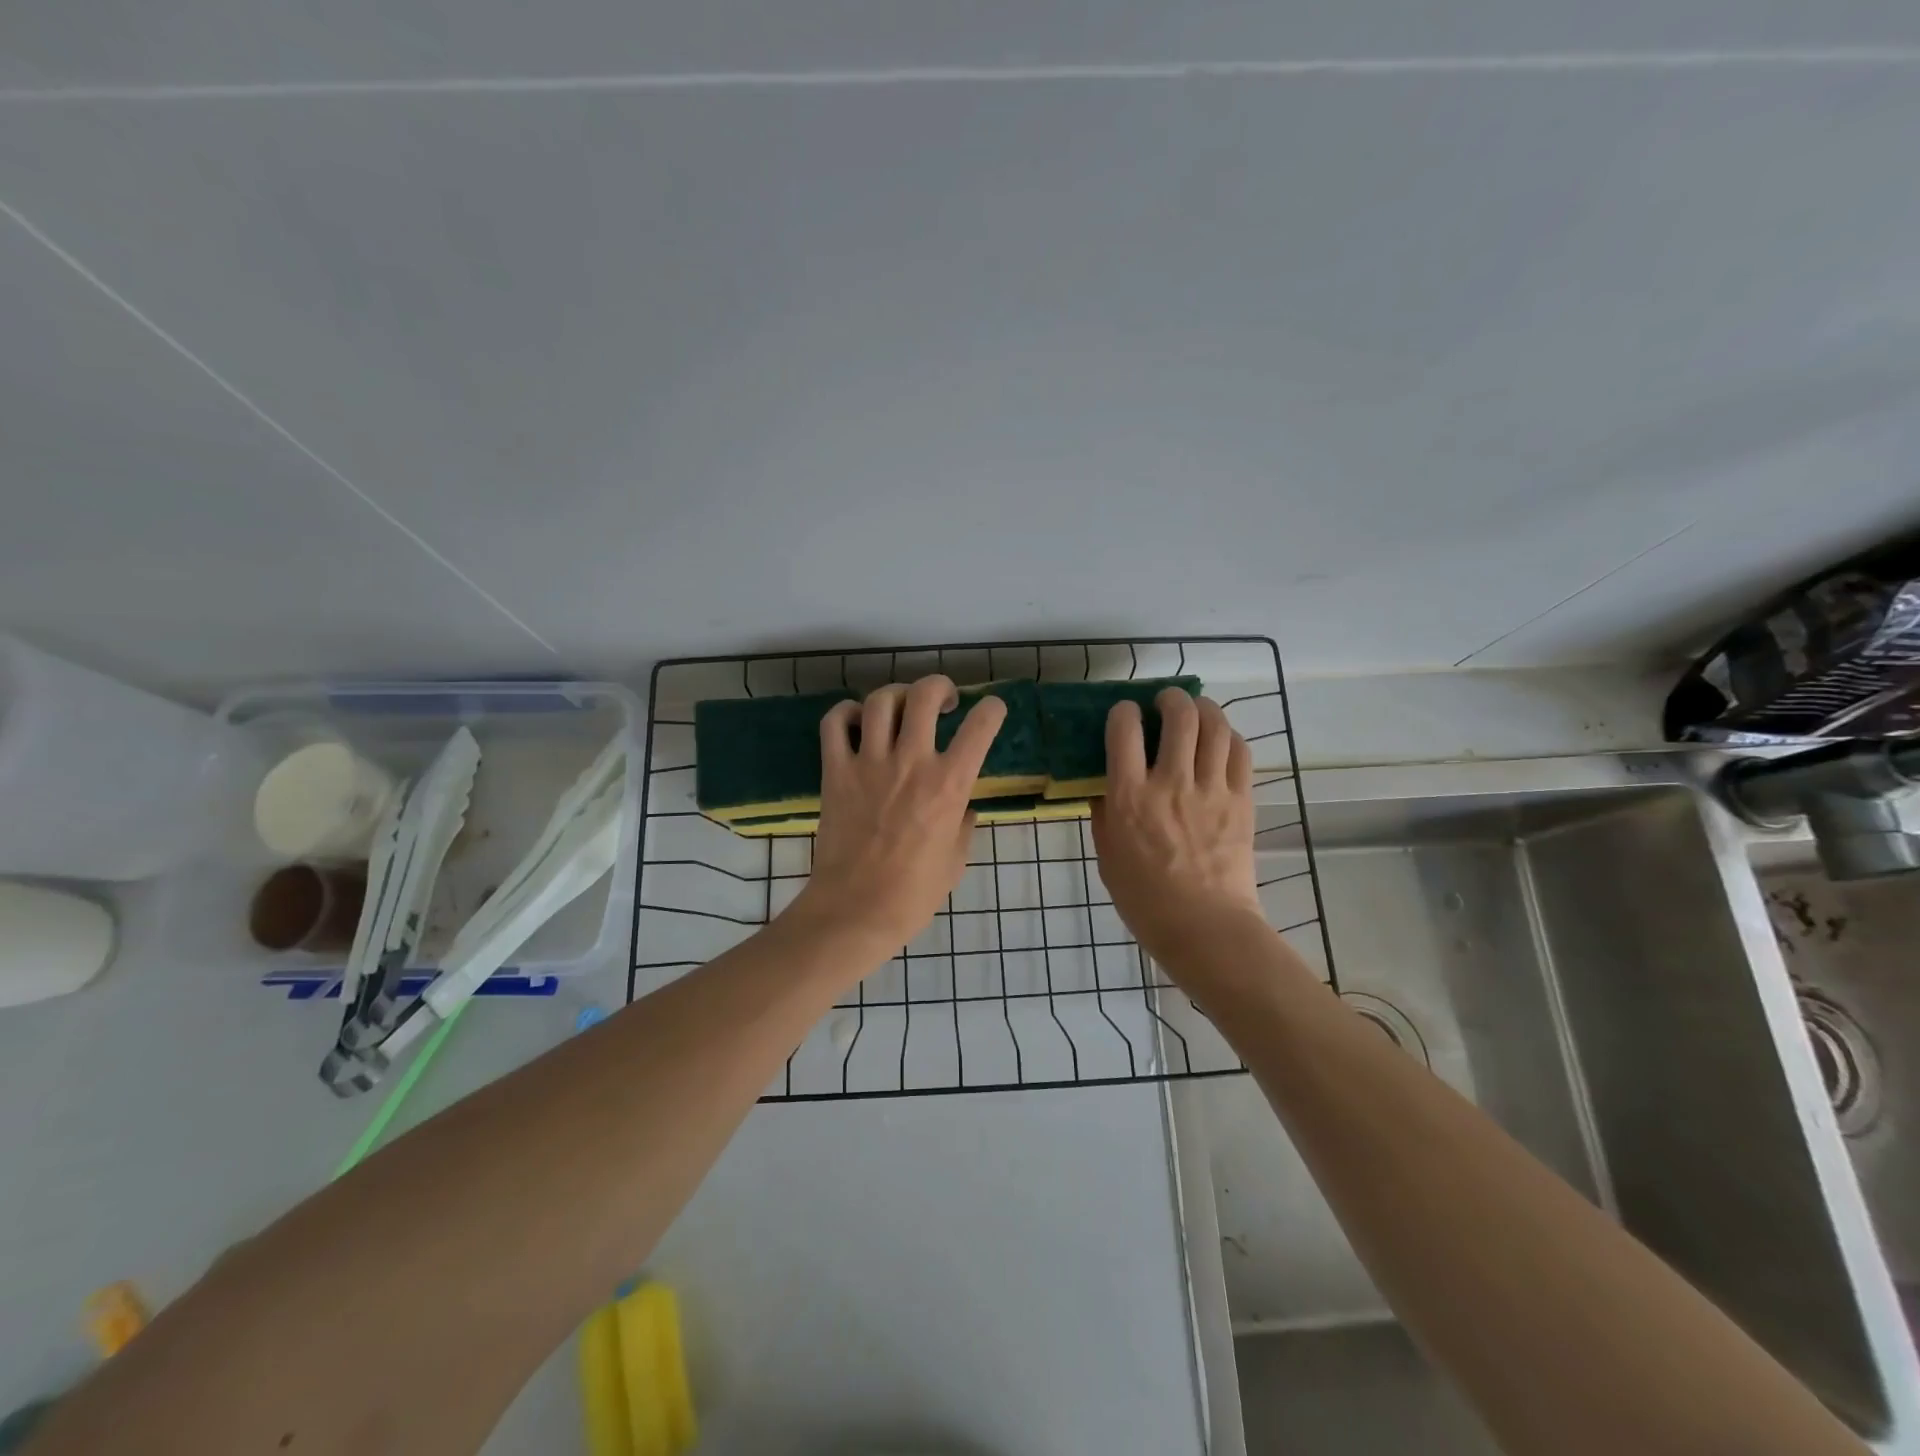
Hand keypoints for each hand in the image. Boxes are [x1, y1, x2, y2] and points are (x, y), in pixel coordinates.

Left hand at [791, 675, 1005, 956]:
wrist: (856, 910)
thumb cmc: (913, 894)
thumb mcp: (956, 860)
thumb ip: (963, 825)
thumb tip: (962, 806)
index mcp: (950, 785)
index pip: (980, 726)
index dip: (991, 709)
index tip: (990, 710)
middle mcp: (912, 762)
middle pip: (924, 695)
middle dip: (939, 686)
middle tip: (943, 701)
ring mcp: (869, 763)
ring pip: (881, 700)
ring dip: (896, 695)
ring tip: (901, 708)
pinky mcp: (835, 771)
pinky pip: (835, 723)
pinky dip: (846, 712)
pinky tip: (857, 721)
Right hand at [1091, 689, 1262, 966]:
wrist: (1204, 927)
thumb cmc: (1145, 899)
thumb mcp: (1107, 855)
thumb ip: (1104, 814)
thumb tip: (1105, 785)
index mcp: (1130, 797)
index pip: (1125, 729)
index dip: (1123, 711)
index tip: (1125, 714)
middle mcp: (1171, 782)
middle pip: (1178, 715)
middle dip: (1170, 698)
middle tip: (1165, 702)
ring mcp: (1211, 789)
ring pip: (1214, 725)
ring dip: (1204, 707)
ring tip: (1196, 710)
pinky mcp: (1242, 800)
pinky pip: (1240, 752)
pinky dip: (1229, 736)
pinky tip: (1221, 740)